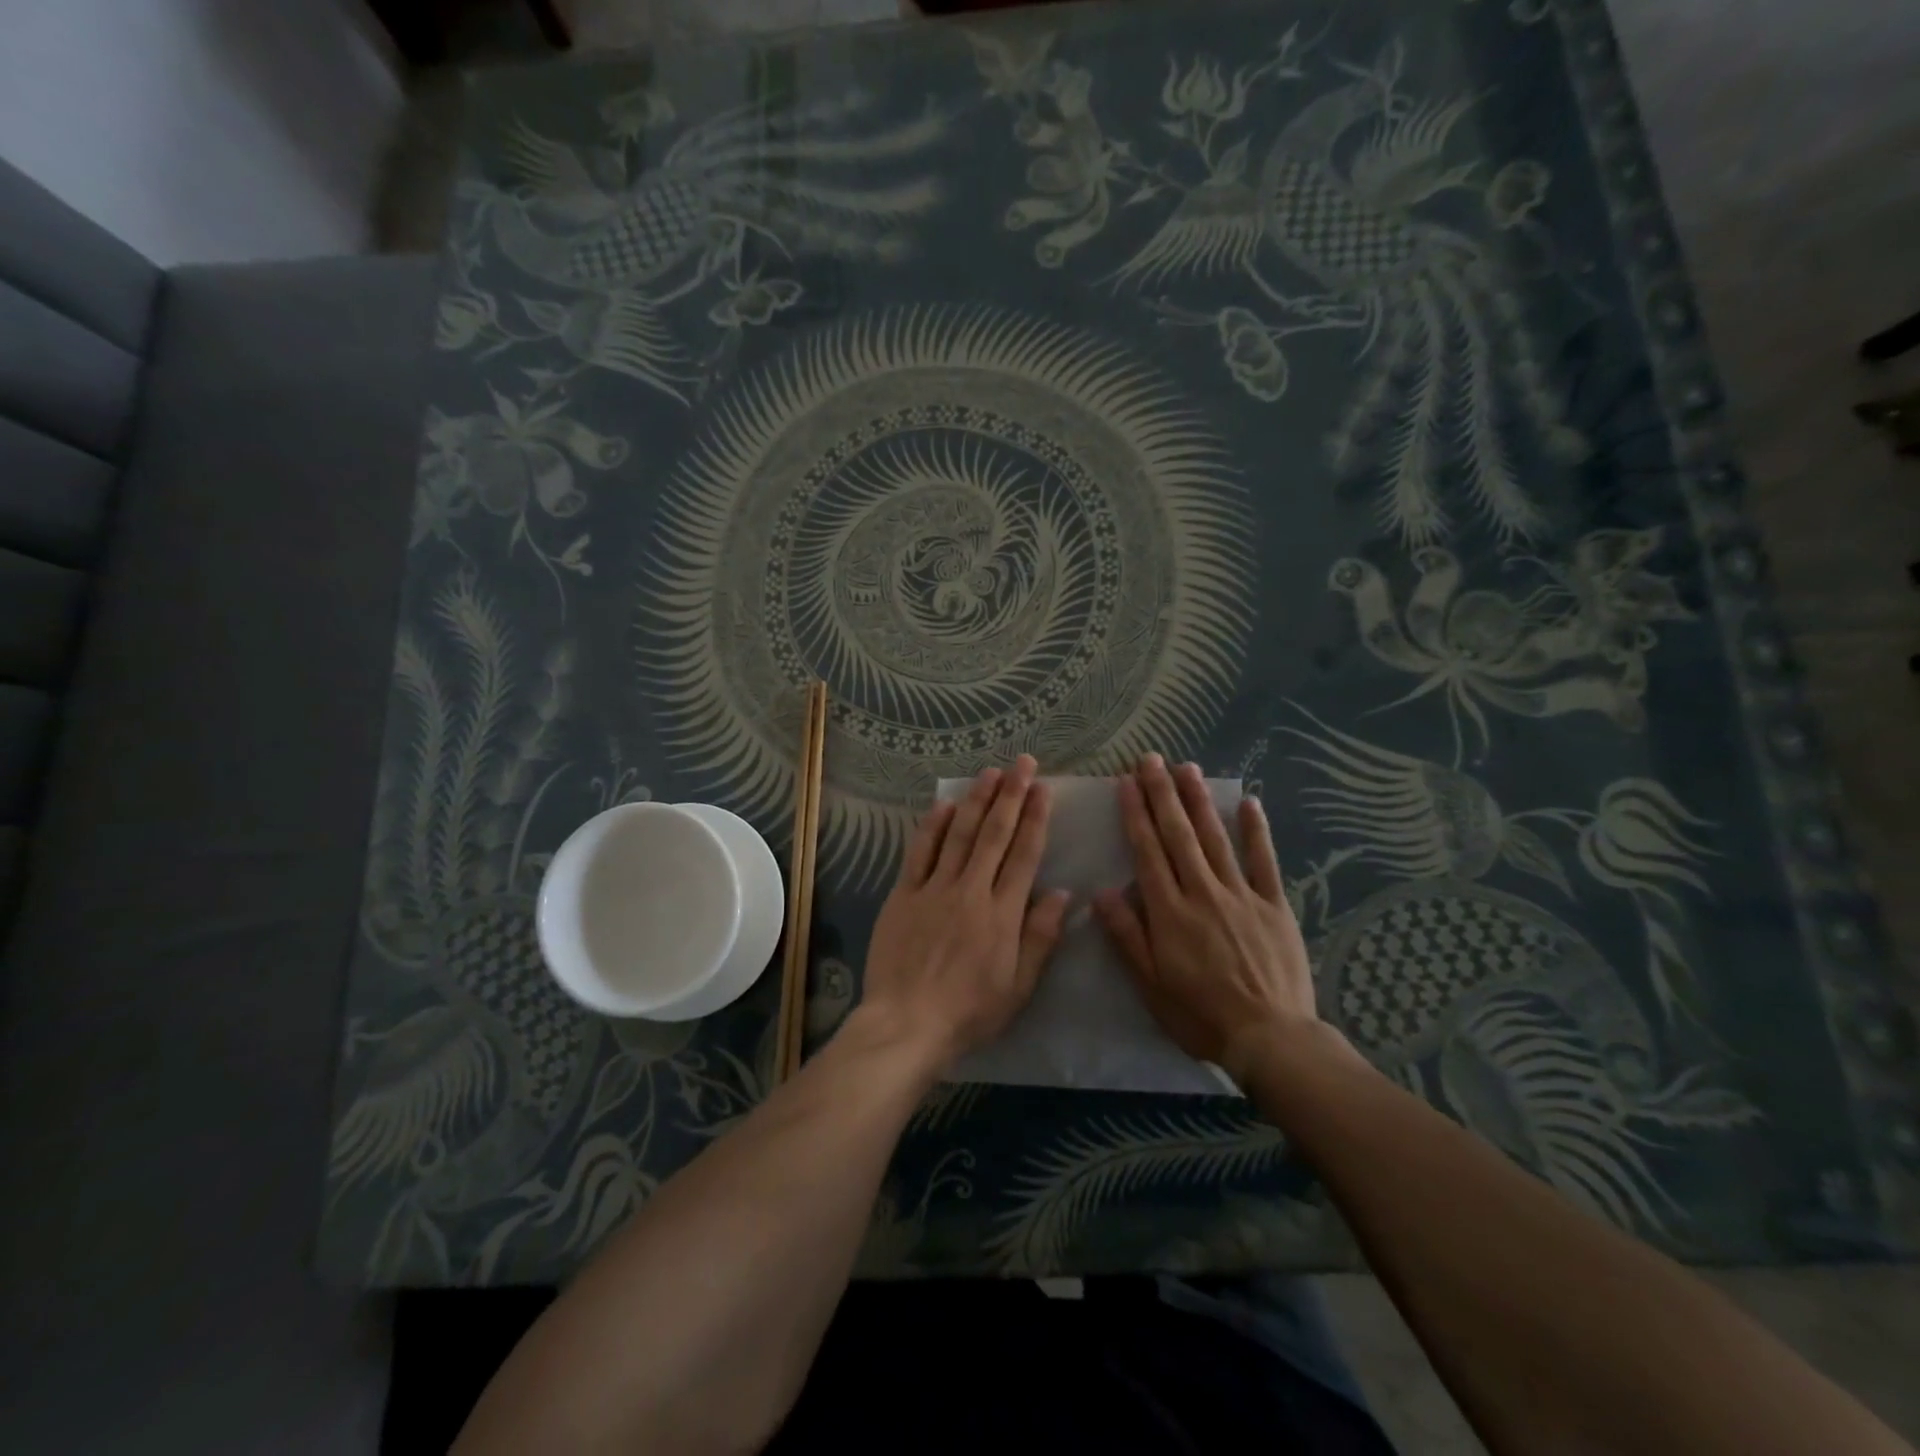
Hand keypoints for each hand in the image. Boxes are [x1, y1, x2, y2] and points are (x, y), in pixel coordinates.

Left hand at [858, 755, 1070, 1072]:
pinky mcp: (903, 894)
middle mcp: (970, 891)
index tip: (1043, 789)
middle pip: (994, 834)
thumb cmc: (969, 1012)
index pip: (1024, 855)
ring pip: (959, 834)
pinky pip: (920, 852)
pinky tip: (944, 804)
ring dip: (976, 800)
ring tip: (990, 772)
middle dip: (1010, 795)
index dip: (1035, 818)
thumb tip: (1063, 894)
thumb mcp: (1019, 987)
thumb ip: (1041, 937)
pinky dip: (933, 826)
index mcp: (1002, 914)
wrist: (906, 1024)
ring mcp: (934, 889)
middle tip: (1022, 763)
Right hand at [1093, 755, 1319, 1081]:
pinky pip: (1263, 861)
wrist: (1270, 1037)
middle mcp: (1202, 892)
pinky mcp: (1273, 904)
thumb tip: (1102, 894)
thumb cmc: (1200, 1014)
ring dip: (1199, 801)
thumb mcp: (1150, 984)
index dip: (1136, 814)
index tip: (1126, 782)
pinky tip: (1249, 803)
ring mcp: (1241, 894)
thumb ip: (1127, 936)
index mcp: (1169, 911)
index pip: (1147, 852)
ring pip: (1215, 838)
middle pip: (1178, 835)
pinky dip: (1255, 831)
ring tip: (1186, 768)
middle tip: (1151, 759)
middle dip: (1162, 794)